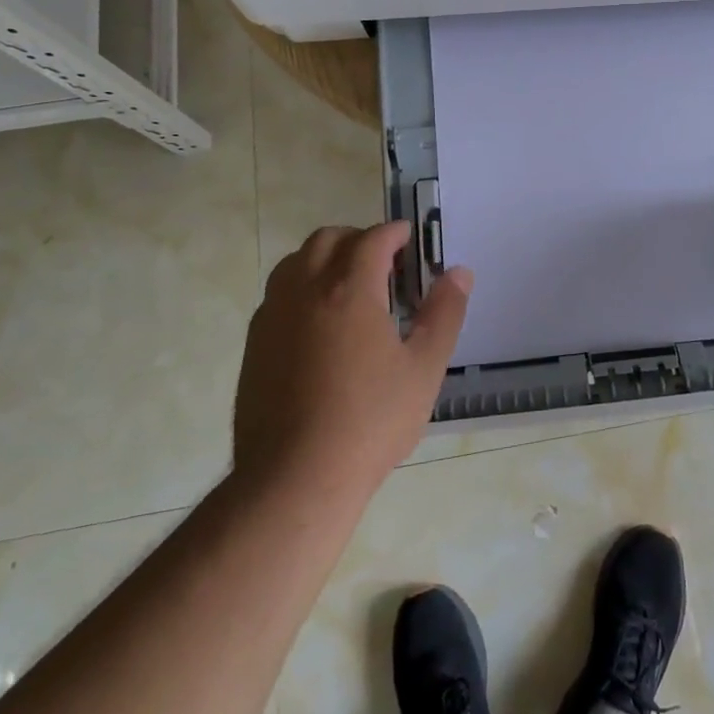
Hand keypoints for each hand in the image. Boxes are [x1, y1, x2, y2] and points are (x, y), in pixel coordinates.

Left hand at [232, 222, 469, 500]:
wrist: (294, 480)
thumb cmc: (370, 422)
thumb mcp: (424, 368)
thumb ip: (443, 314)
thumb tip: (459, 273)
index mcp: (349, 290)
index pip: (372, 239)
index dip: (395, 233)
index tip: (412, 240)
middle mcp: (305, 291)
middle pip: (328, 239)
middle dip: (359, 239)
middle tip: (387, 265)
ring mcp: (273, 316)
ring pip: (296, 262)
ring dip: (326, 259)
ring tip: (353, 290)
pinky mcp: (254, 344)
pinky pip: (279, 294)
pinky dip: (304, 288)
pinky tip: (322, 326)